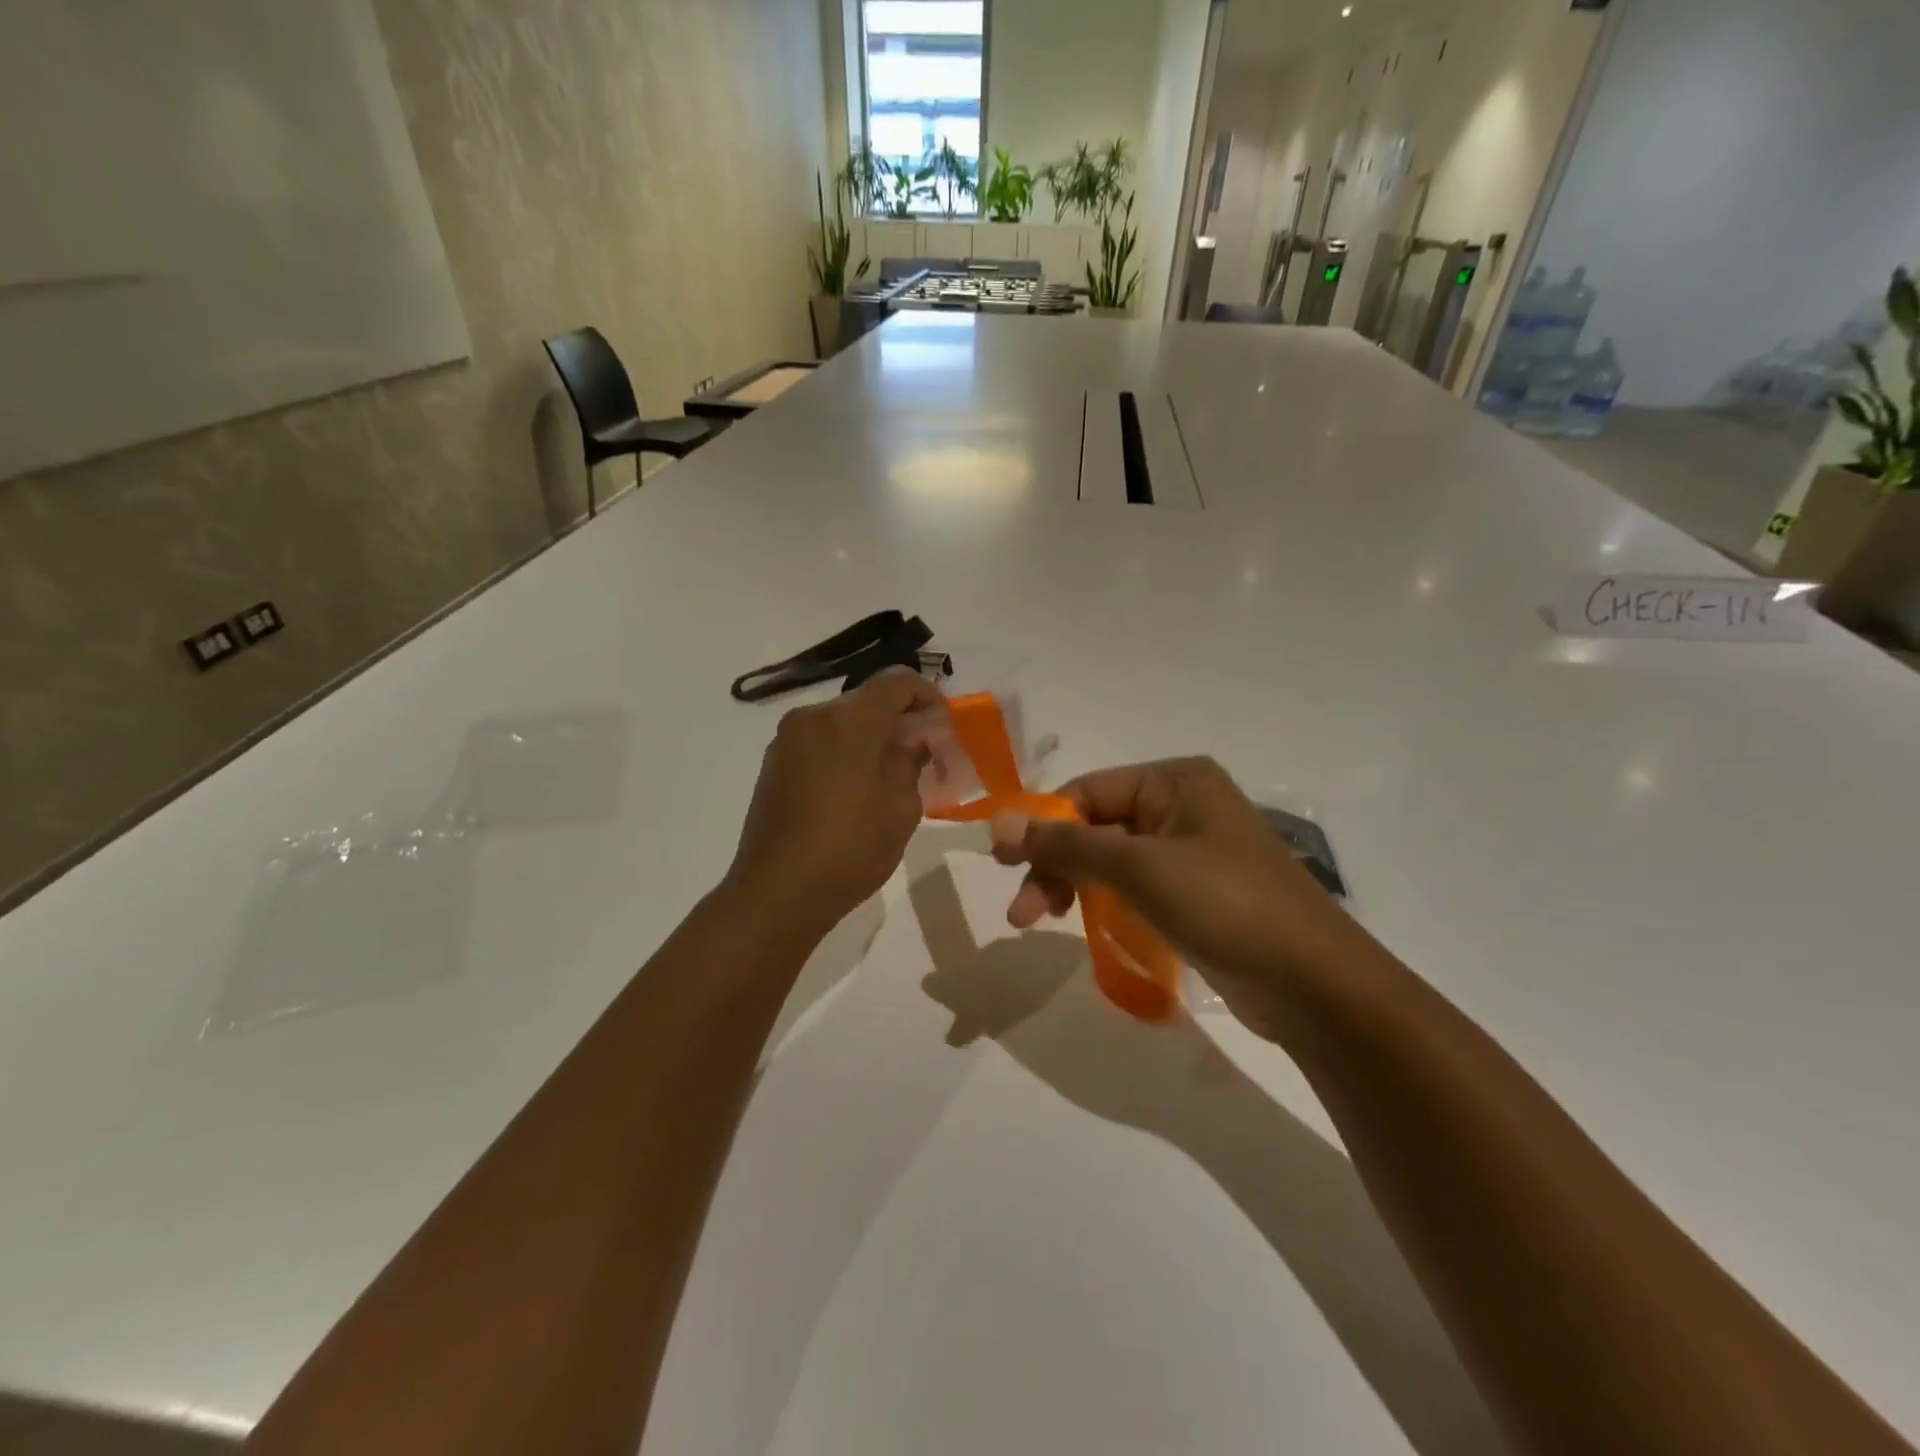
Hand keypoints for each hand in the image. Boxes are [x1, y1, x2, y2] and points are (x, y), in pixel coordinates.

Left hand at [727, 670, 942, 938]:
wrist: (778, 892)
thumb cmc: (851, 850)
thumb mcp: (901, 808)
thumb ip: (911, 761)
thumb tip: (915, 739)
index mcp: (850, 721)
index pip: (897, 681)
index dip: (927, 694)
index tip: (943, 723)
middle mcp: (813, 717)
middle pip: (867, 700)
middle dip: (899, 718)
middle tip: (922, 751)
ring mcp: (787, 739)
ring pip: (842, 721)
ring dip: (870, 736)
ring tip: (890, 773)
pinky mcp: (773, 763)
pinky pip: (819, 741)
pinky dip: (844, 750)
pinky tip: (855, 786)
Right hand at [990, 758, 1361, 1039]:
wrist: (1316, 986)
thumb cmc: (1227, 906)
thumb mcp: (1140, 869)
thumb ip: (1067, 844)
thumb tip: (996, 824)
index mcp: (1176, 781)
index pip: (1088, 792)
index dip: (1042, 826)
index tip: (1003, 865)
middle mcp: (1183, 806)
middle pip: (1096, 826)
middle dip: (1055, 864)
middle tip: (1022, 913)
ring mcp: (1192, 851)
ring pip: (1111, 859)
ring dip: (1074, 885)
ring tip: (1042, 920)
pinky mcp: (1197, 893)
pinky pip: (1135, 886)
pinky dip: (1105, 901)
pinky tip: (1086, 925)